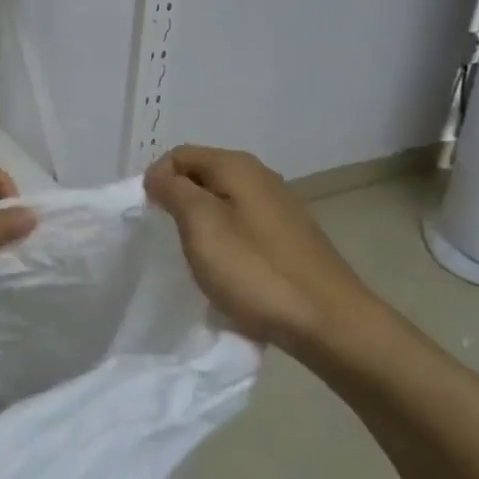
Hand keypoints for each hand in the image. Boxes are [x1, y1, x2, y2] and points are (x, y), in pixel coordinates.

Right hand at [144, 145, 385, 358]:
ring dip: (202, 225)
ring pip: (222, 203)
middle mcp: (261, 177)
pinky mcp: (290, 238)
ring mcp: (279, 208)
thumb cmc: (257, 270)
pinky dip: (226, 242)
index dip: (156, 180)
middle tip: (169, 239)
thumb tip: (159, 177)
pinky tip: (228, 272)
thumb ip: (174, 192)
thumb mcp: (201, 225)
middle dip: (179, 202)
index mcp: (237, 166)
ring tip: (196, 258)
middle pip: (202, 176)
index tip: (149, 218)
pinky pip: (243, 227)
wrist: (330, 323)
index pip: (179, 155)